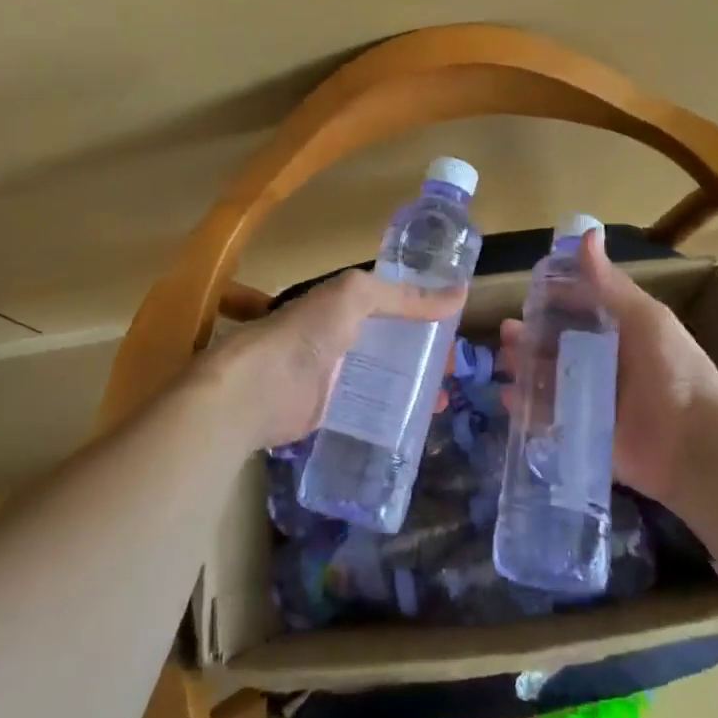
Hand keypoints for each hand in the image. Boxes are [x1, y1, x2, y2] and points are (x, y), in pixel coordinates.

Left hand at [202, 270, 464, 450]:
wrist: (256, 389)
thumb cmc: (305, 333)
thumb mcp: (355, 297)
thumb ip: (403, 296)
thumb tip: (460, 293)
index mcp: (348, 304)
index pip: (396, 303)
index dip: (426, 312)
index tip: (458, 328)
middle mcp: (345, 336)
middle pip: (395, 342)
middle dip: (426, 353)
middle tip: (457, 370)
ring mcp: (339, 375)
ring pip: (387, 377)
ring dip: (415, 386)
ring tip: (444, 400)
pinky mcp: (334, 411)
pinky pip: (373, 409)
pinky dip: (396, 414)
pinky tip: (419, 424)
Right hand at [499, 230, 717, 506]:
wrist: (694, 446)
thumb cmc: (672, 372)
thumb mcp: (643, 319)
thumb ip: (609, 284)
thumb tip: (588, 233)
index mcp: (621, 331)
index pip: (580, 309)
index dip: (554, 300)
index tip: (527, 294)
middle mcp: (604, 362)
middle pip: (558, 344)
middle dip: (531, 337)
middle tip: (506, 334)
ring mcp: (593, 399)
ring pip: (549, 378)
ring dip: (524, 369)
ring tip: (503, 365)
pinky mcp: (584, 432)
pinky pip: (548, 418)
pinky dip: (527, 409)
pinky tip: (508, 399)